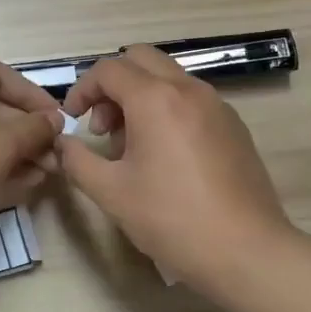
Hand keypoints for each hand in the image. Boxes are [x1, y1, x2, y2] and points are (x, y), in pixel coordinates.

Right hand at [60, 46, 294, 294]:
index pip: (108, 69)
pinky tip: (165, 158)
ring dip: (140, 97)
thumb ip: (77, 160)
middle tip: (103, 128)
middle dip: (112, 86)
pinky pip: (191, 99)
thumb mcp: (111, 193)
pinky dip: (167, 110)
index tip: (73, 120)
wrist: (247, 252)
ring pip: (168, 78)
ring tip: (131, 148)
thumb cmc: (172, 219)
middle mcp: (188, 90)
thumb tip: (63, 143)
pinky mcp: (234, 126)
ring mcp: (217, 105)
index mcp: (156, 99)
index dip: (82, 90)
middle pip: (140, 60)